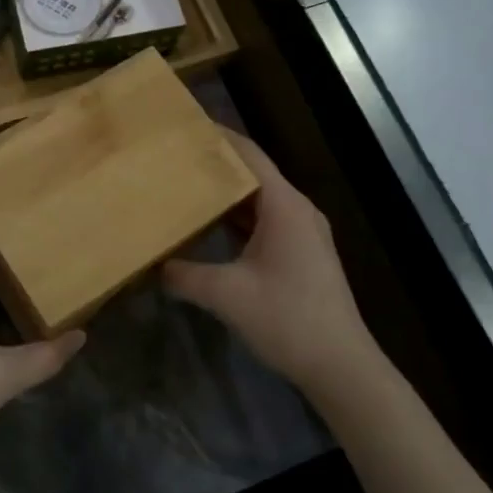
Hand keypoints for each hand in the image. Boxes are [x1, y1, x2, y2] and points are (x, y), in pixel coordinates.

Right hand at [163, 131, 381, 399]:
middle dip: (216, 164)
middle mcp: (297, 210)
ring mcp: (303, 233)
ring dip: (226, 194)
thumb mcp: (226, 295)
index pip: (249, 155)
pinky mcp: (302, 254)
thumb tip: (151, 264)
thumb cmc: (287, 319)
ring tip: (185, 186)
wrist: (341, 367)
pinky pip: (265, 221)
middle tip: (175, 157)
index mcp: (284, 206)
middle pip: (253, 174)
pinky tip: (210, 227)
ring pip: (259, 200)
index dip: (219, 136)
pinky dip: (238, 218)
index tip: (185, 125)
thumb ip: (183, 275)